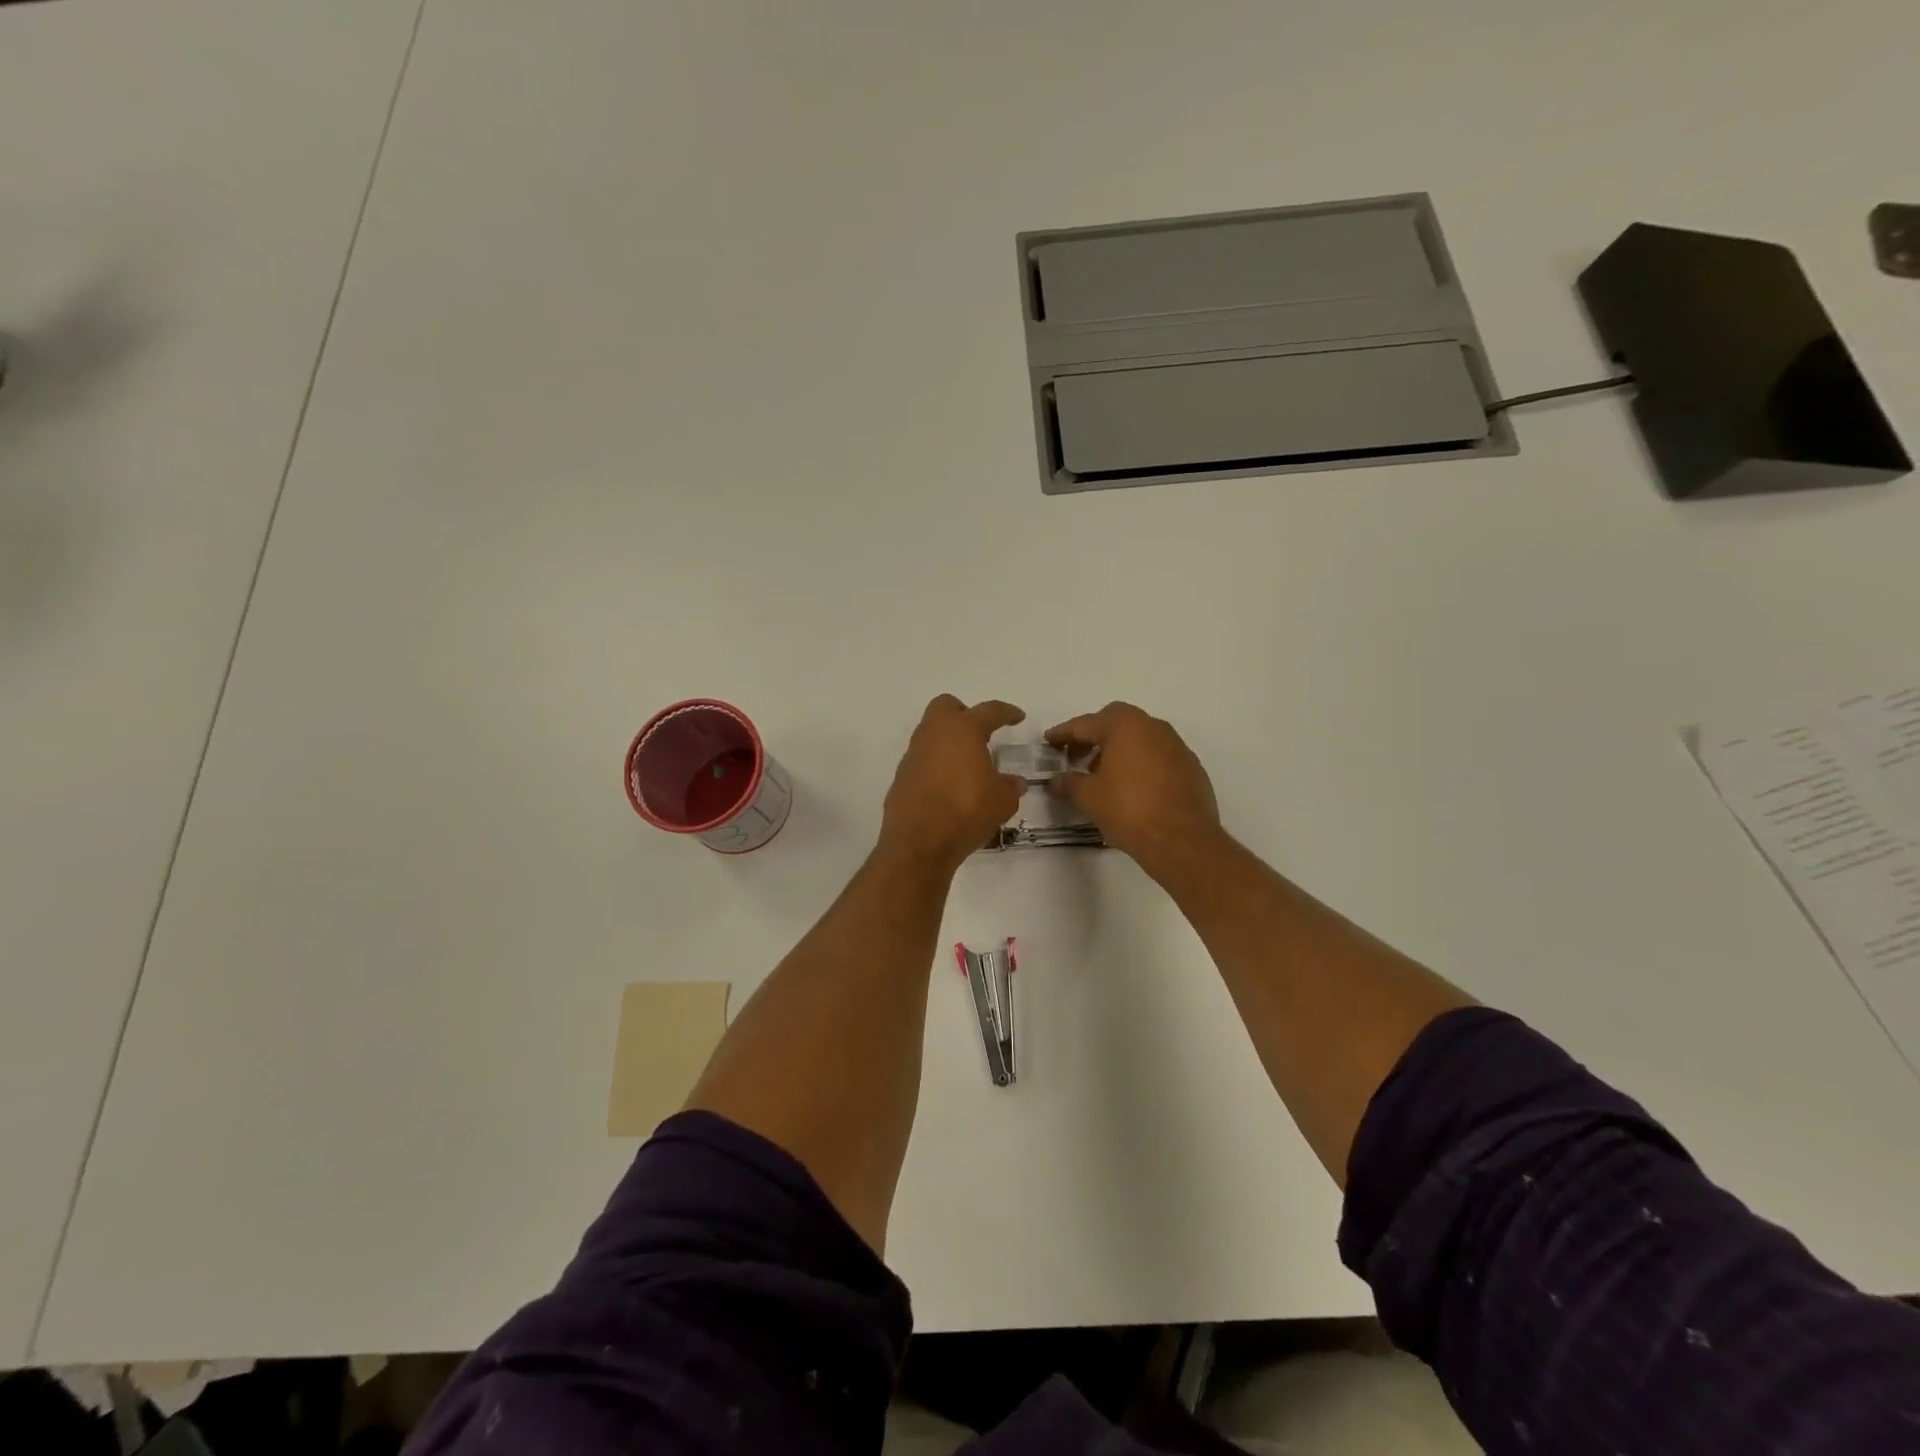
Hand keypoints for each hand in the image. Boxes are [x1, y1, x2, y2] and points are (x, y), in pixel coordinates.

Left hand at [879, 695, 1025, 871]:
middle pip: (947, 707)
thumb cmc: (966, 811)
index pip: (989, 711)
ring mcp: (914, 754)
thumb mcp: (1002, 801)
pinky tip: (949, 787)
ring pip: (931, 733)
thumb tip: (1014, 783)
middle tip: (981, 734)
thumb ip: (1010, 786)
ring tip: (967, 766)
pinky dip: (936, 765)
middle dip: (964, 714)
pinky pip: (922, 759)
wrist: (918, 842)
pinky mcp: (901, 776)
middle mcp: (934, 734)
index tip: (1018, 717)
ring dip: (949, 742)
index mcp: (963, 730)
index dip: (1006, 712)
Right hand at [1046, 702, 1220, 875]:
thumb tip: (1057, 781)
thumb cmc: (1129, 810)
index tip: (1048, 741)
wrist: (1182, 839)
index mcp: (1124, 726)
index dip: (1063, 734)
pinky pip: (1157, 754)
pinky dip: (1139, 762)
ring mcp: (1175, 745)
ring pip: (1139, 736)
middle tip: (1076, 755)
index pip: (1085, 724)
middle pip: (1115, 721)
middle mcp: (1152, 726)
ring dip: (1117, 748)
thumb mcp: (1089, 797)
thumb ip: (1069, 783)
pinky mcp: (1190, 766)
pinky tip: (1131, 786)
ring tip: (1101, 773)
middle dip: (1093, 735)